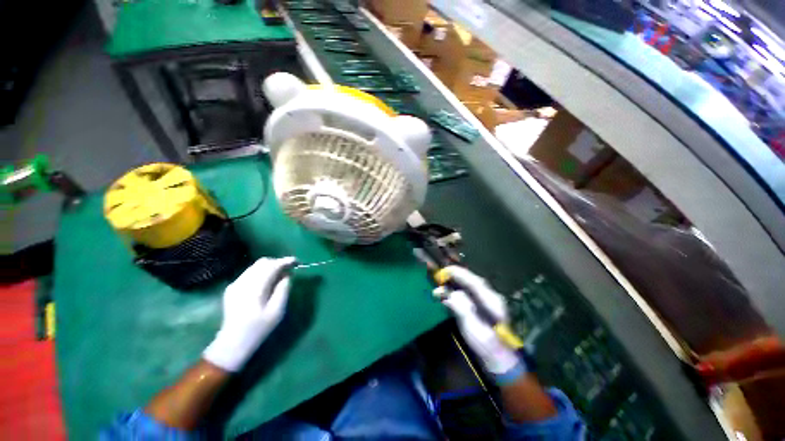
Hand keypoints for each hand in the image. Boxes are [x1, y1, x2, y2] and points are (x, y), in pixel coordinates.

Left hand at [203, 257, 295, 371]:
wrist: (232, 342)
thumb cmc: (258, 329)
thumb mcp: (277, 311)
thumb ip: (283, 290)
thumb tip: (288, 275)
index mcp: (255, 289)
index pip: (271, 266)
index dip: (285, 261)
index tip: (296, 262)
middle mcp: (243, 282)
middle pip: (263, 262)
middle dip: (278, 263)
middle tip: (289, 270)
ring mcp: (235, 284)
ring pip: (255, 266)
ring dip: (270, 267)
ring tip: (279, 276)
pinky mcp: (232, 287)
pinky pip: (249, 272)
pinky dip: (261, 272)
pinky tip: (266, 283)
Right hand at [438, 266, 524, 383]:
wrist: (498, 359)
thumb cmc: (486, 345)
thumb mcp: (474, 328)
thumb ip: (463, 308)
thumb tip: (450, 294)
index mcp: (491, 301)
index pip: (474, 282)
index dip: (459, 274)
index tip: (445, 271)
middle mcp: (490, 297)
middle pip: (471, 281)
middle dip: (456, 276)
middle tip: (440, 275)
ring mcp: (486, 302)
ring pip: (469, 286)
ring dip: (455, 282)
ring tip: (441, 283)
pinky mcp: (480, 307)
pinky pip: (467, 293)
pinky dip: (456, 290)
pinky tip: (448, 294)